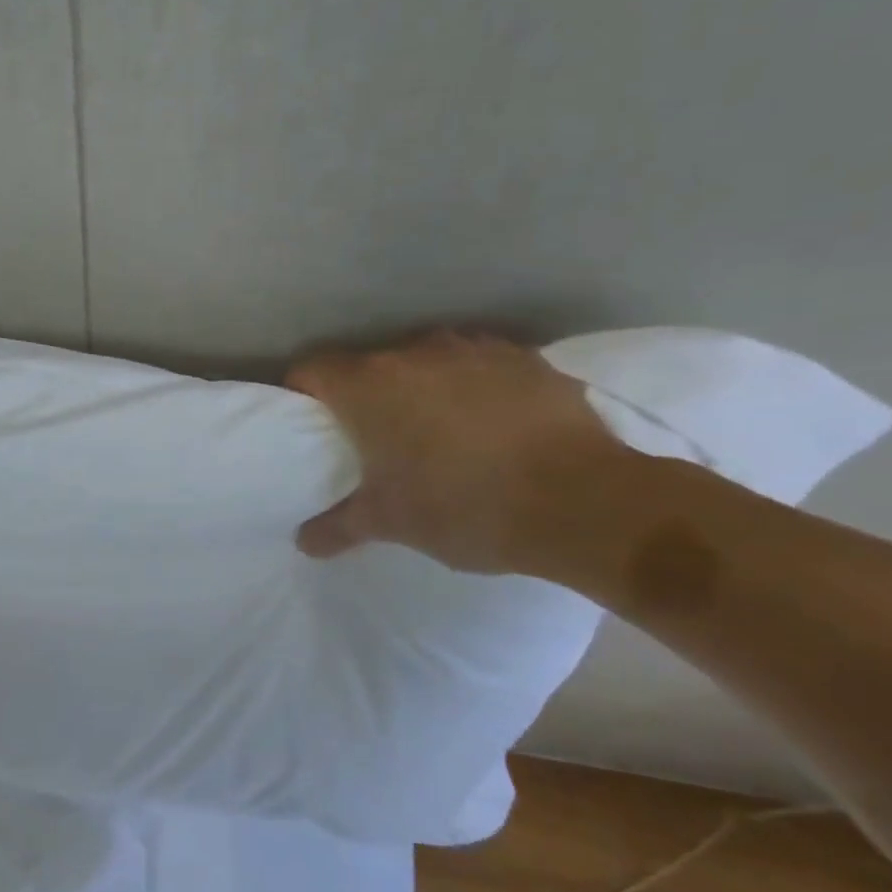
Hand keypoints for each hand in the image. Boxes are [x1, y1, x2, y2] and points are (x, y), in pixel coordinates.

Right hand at [285, 332, 626, 573]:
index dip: (303, 392)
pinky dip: (474, 389)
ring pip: (426, 362)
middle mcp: (414, 353)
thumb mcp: (390, 524)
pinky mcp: (526, 359)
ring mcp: (473, 350)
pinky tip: (494, 428)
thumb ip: (337, 527)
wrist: (587, 504)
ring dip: (421, 389)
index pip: (311, 369)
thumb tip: (303, 542)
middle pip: (369, 366)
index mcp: (368, 386)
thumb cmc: (464, 507)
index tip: (312, 423)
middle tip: (376, 441)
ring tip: (440, 433)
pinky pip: (480, 368)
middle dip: (366, 397)